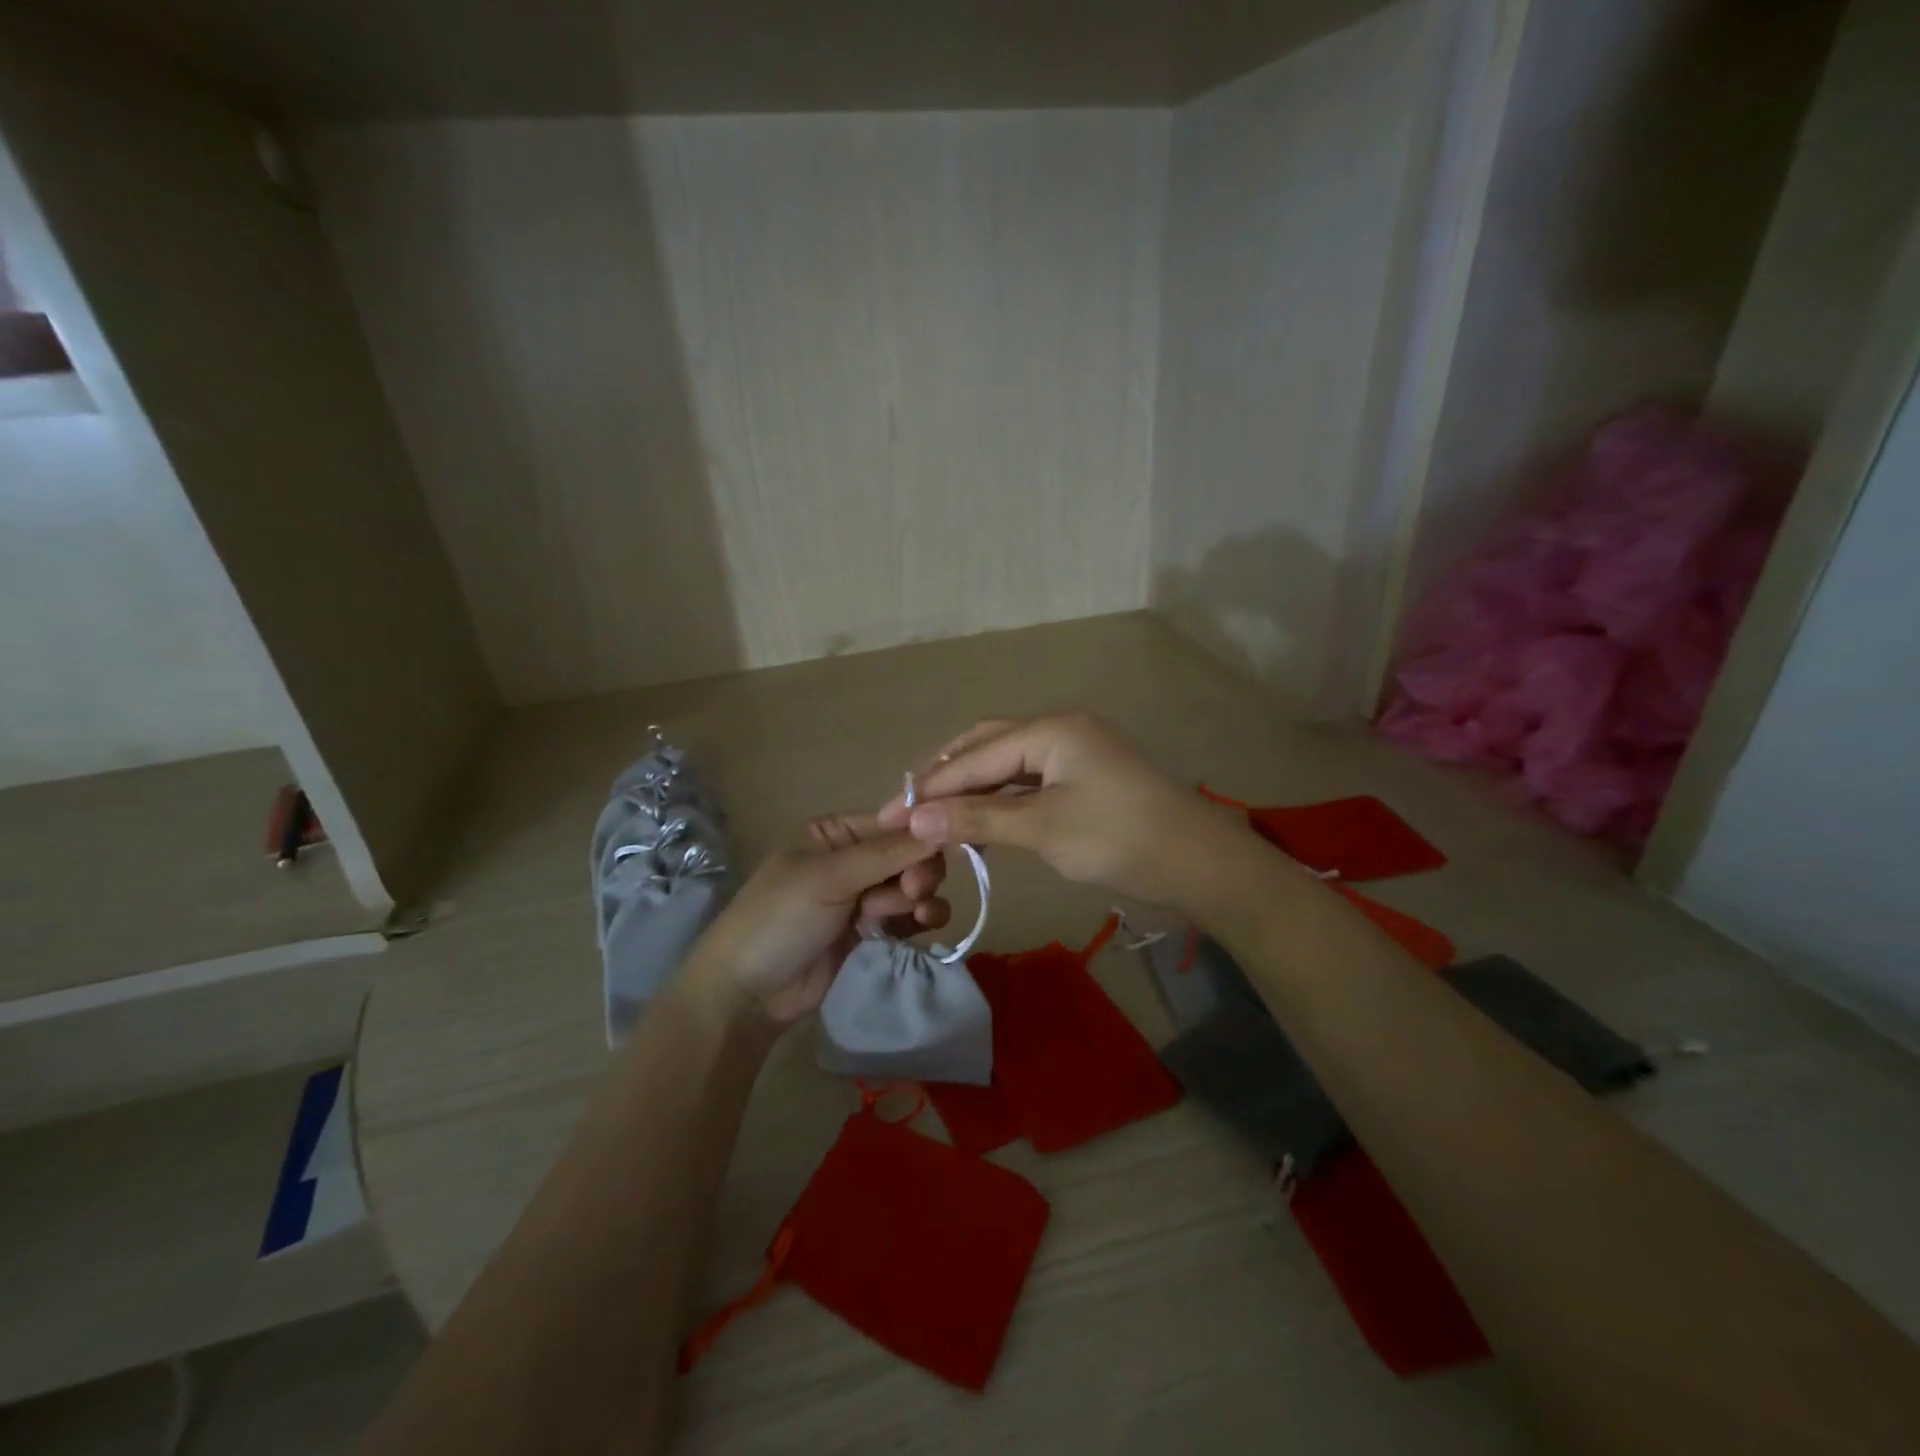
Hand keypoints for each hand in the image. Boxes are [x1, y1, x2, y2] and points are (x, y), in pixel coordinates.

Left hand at [683, 815, 949, 1023]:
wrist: (748, 994)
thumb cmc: (780, 919)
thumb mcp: (830, 877)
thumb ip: (887, 852)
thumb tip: (942, 821)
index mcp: (834, 832)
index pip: (893, 821)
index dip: (921, 833)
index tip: (942, 849)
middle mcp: (850, 857)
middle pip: (908, 853)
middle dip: (917, 871)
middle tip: (912, 892)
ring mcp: (860, 895)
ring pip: (912, 885)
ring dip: (919, 897)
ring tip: (914, 915)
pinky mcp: (869, 930)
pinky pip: (907, 914)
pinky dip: (920, 916)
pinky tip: (922, 925)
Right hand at [876, 712, 1254, 913]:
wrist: (1201, 864)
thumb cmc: (1120, 840)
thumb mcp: (1044, 829)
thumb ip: (978, 818)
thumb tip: (914, 820)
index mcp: (1052, 729)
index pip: (975, 755)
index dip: (930, 787)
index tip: (890, 816)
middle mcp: (1060, 729)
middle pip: (987, 745)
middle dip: (948, 777)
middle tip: (911, 812)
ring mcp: (1076, 751)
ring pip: (1008, 762)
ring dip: (973, 788)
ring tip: (937, 817)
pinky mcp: (1085, 776)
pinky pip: (1029, 779)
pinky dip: (1000, 798)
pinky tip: (981, 819)